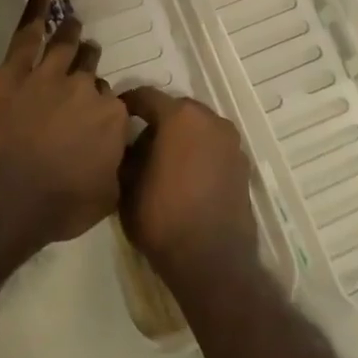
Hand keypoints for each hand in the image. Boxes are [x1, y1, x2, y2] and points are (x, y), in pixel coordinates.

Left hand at [0, 0, 132, 244]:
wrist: (8, 194)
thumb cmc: (59, 203)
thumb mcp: (106, 197)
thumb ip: (116, 168)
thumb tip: (121, 156)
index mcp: (111, 117)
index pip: (112, 103)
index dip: (101, 109)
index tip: (95, 118)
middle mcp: (86, 88)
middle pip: (91, 71)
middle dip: (89, 66)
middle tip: (86, 62)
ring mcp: (50, 74)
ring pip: (66, 45)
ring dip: (71, 34)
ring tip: (73, 24)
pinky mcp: (16, 70)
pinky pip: (28, 32)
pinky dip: (36, 8)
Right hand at [119, 88, 257, 286]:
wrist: (212, 260)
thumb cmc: (163, 218)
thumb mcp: (127, 186)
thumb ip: (127, 155)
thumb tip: (130, 146)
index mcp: (180, 116)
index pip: (146, 96)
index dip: (127, 104)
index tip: (114, 116)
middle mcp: (210, 119)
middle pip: (176, 109)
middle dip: (157, 121)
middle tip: (138, 144)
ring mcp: (231, 142)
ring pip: (198, 128)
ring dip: (181, 137)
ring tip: (163, 162)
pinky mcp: (243, 165)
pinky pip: (213, 148)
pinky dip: (199, 153)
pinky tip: (186, 177)